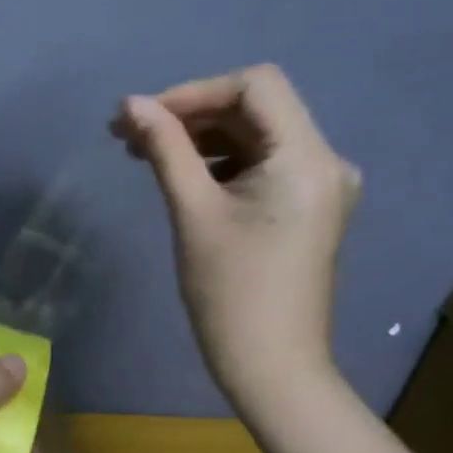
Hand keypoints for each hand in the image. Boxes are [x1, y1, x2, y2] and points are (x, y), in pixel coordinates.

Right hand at [112, 64, 359, 402]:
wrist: (272, 367)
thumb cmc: (230, 292)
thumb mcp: (192, 213)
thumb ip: (165, 149)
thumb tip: (130, 103)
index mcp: (307, 158)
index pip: (255, 86)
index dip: (194, 92)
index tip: (143, 116)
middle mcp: (324, 161)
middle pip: (256, 109)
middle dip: (191, 113)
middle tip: (129, 132)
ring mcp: (318, 186)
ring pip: (255, 136)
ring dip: (201, 137)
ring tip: (143, 151)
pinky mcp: (305, 208)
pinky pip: (261, 165)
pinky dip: (219, 162)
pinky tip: (180, 174)